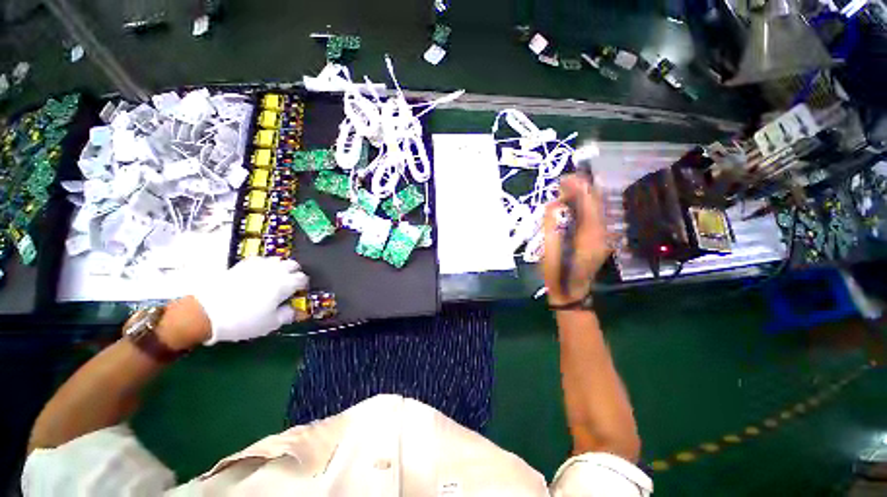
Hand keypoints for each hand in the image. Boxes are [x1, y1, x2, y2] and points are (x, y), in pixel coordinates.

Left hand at [193, 257, 309, 344]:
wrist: (206, 313)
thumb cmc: (243, 320)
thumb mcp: (270, 324)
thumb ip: (287, 315)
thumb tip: (293, 310)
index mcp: (285, 284)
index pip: (302, 278)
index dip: (303, 286)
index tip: (299, 293)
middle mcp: (275, 271)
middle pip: (292, 264)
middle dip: (294, 272)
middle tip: (289, 284)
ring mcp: (258, 266)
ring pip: (277, 260)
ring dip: (280, 267)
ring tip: (275, 278)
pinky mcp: (241, 265)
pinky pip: (260, 260)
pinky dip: (263, 265)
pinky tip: (258, 274)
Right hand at [542, 175, 611, 305]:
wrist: (571, 292)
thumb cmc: (558, 273)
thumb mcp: (550, 248)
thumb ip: (551, 223)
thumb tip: (553, 203)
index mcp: (591, 233)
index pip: (589, 201)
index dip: (578, 186)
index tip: (563, 178)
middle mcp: (602, 231)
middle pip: (594, 202)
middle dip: (579, 189)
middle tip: (560, 184)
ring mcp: (602, 235)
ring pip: (594, 208)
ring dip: (579, 197)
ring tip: (562, 192)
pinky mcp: (598, 238)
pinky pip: (591, 216)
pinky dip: (581, 207)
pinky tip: (569, 206)